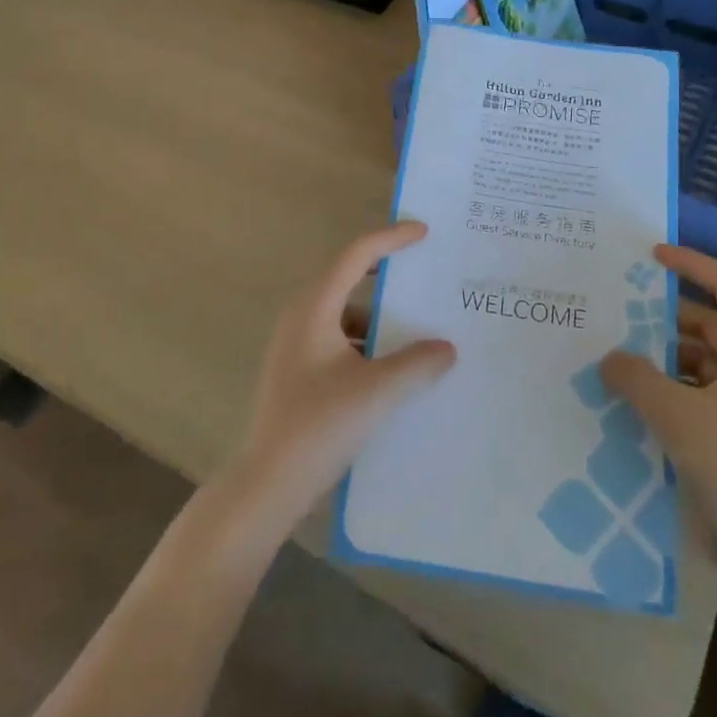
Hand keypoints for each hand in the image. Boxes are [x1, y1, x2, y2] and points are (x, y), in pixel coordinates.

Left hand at [228, 221, 455, 529]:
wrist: (269, 483)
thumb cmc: (319, 425)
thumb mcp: (377, 391)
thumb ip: (417, 363)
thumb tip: (447, 347)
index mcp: (314, 308)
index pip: (355, 255)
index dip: (390, 239)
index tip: (423, 233)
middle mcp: (301, 318)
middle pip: (348, 280)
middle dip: (387, 276)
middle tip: (424, 273)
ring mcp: (296, 346)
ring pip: (346, 316)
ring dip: (380, 319)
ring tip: (418, 331)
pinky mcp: (299, 372)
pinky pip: (340, 342)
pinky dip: (367, 346)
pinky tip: (393, 370)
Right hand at [601, 244, 716, 580]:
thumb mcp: (677, 415)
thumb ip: (636, 378)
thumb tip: (609, 357)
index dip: (692, 264)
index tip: (651, 256)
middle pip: (709, 324)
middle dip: (664, 318)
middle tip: (617, 315)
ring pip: (702, 361)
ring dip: (664, 357)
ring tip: (617, 359)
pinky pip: (701, 393)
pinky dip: (672, 389)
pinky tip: (637, 401)